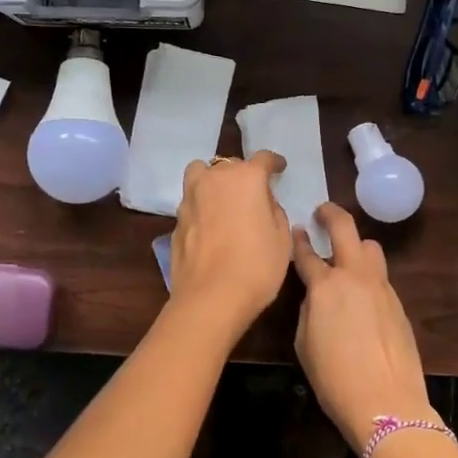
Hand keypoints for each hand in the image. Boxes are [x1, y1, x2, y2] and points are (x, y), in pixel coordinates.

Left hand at [169, 152, 292, 326]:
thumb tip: (263, 203)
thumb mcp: (282, 238)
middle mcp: (214, 179)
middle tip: (253, 194)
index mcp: (245, 178)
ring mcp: (190, 198)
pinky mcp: (176, 220)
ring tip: (224, 200)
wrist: (210, 298)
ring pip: (201, 175)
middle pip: (230, 165)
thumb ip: (274, 211)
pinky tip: (211, 226)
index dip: (273, 163)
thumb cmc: (256, 265)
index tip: (279, 168)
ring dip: (214, 181)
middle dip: (243, 174)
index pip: (262, 159)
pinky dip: (202, 206)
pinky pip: (192, 201)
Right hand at [290, 203, 434, 453]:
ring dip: (356, 245)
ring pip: (371, 248)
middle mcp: (355, 277)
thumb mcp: (304, 344)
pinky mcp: (399, 304)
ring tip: (346, 256)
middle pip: (346, 229)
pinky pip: (381, 277)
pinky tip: (362, 296)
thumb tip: (316, 298)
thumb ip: (308, 311)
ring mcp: (382, 288)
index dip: (299, 240)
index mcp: (325, 286)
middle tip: (322, 212)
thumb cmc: (334, 379)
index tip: (297, 229)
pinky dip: (369, 275)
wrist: (386, 403)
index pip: (306, 253)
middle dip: (332, 214)